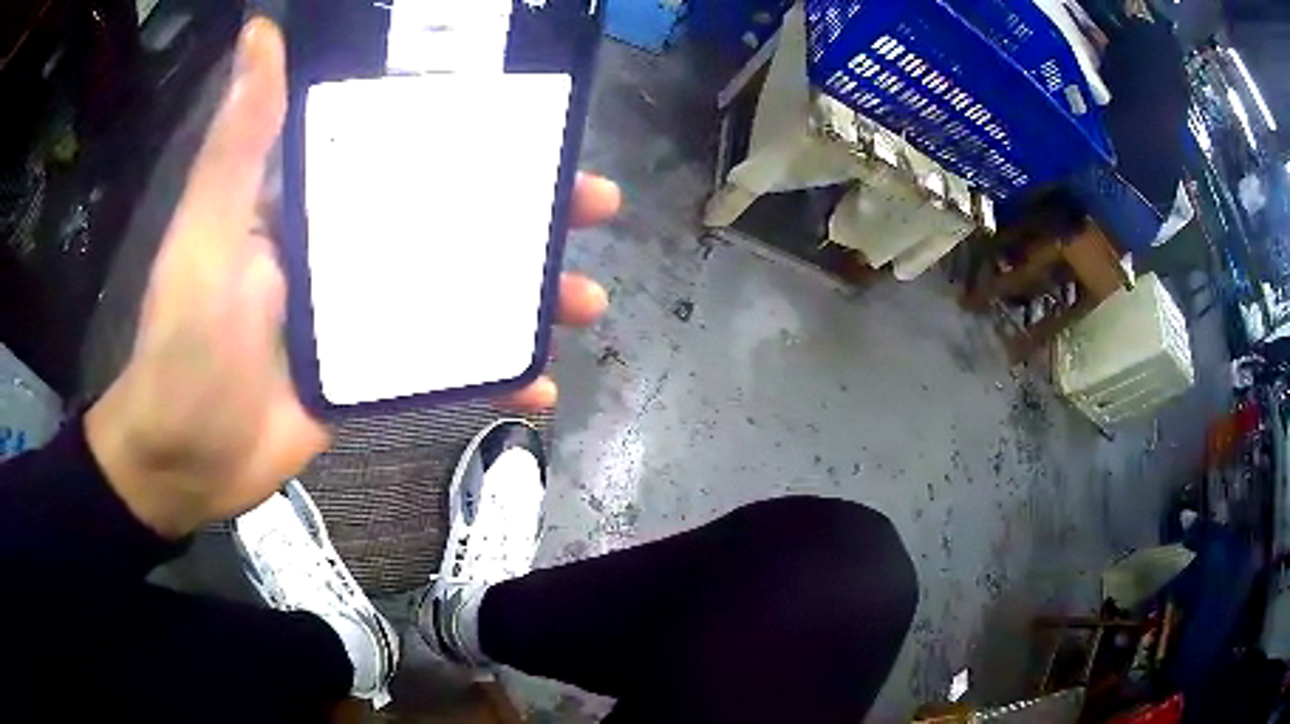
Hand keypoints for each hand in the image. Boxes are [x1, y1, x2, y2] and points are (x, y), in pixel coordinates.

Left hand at [85, 18, 617, 538]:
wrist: (187, 456)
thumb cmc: (187, 338)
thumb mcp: (209, 227)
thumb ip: (241, 138)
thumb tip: (263, 31)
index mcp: (313, 198)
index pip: (405, 145)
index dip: (473, 130)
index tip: (537, 122)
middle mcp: (344, 246)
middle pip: (451, 215)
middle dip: (525, 211)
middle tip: (594, 206)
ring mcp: (363, 315)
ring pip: (460, 289)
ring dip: (526, 295)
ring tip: (587, 300)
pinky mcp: (372, 375)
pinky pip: (443, 367)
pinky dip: (491, 376)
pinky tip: (539, 383)